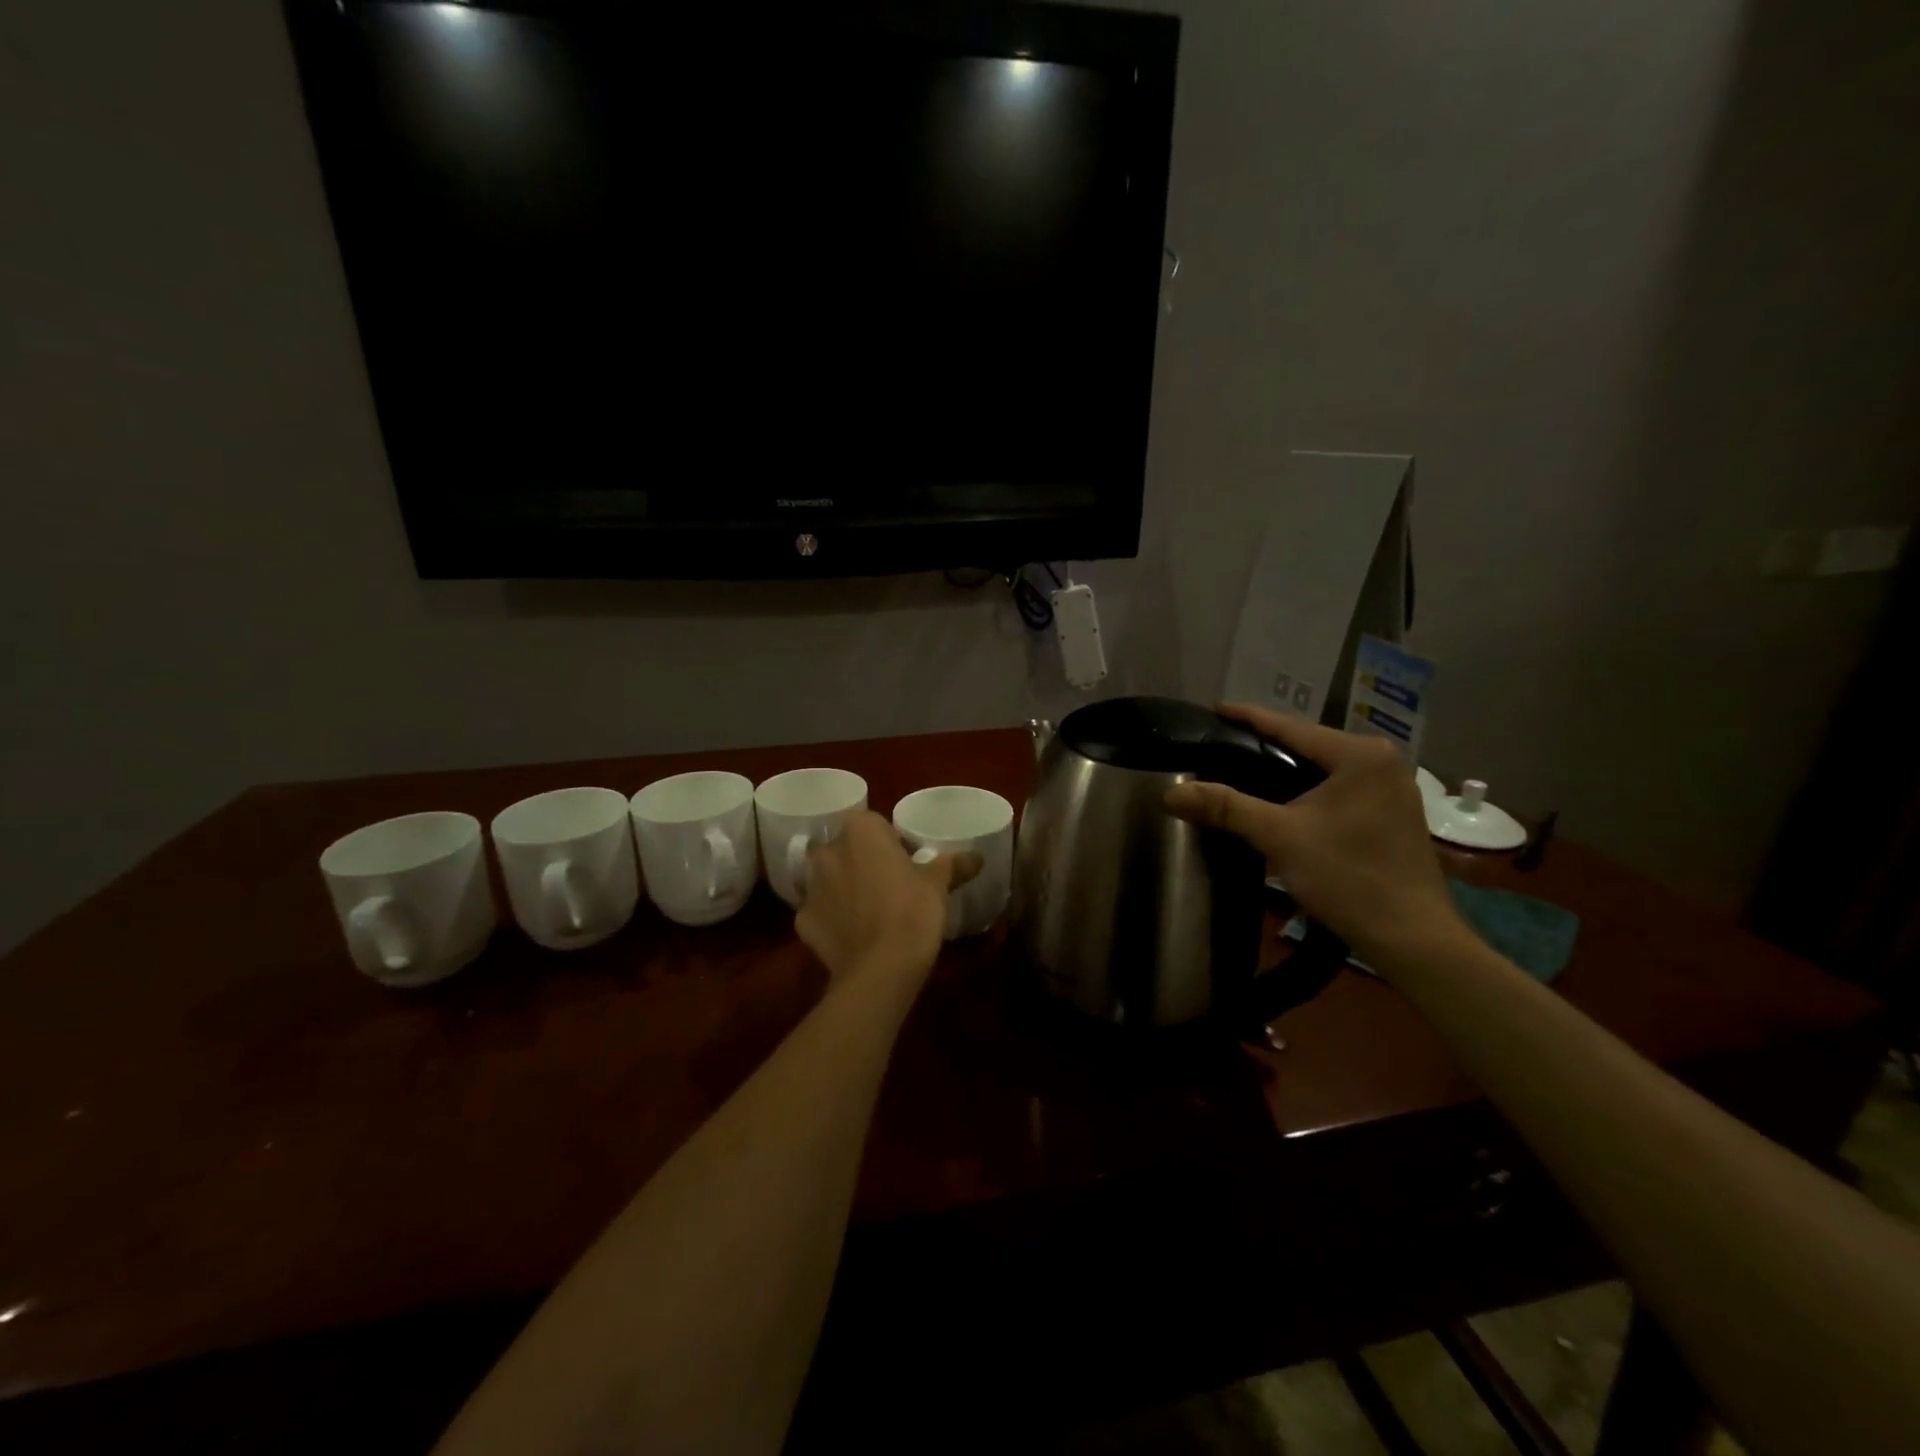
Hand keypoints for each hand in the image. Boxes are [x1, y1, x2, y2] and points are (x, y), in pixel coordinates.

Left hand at [794, 812, 981, 986]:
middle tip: (892, 886)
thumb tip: (976, 857)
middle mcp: (827, 852)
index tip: (909, 864)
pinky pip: (822, 911)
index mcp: (860, 831)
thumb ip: (953, 864)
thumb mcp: (938, 885)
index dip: (893, 843)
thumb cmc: (912, 913)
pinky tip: (855, 935)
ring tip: (873, 912)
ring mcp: (810, 888)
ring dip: (846, 888)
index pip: (876, 825)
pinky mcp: (803, 922)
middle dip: (865, 862)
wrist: (880, 970)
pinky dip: (834, 919)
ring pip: (831, 879)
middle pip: (848, 850)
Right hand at [1163, 704, 1464, 971]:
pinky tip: (1278, 802)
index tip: (1212, 709)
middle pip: (1307, 746)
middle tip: (1218, 747)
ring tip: (1239, 772)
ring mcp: (1391, 787)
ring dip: (1283, 772)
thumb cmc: (1348, 877)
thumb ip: (1225, 807)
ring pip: (1322, 769)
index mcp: (1359, 754)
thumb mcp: (1279, 837)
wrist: (1413, 939)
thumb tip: (1170, 794)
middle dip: (1262, 747)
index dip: (1247, 718)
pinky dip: (1305, 791)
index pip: (1290, 726)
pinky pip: (1337, 788)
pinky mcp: (1392, 813)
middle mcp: (1381, 761)